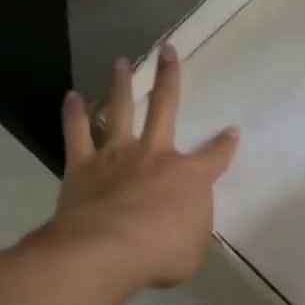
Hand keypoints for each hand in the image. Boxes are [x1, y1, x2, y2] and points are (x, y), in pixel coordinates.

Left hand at [52, 46, 239, 290]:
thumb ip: (191, 230)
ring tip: (121, 62)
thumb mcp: (193, 250)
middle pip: (165, 107)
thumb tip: (188, 223)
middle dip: (168, 77)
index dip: (226, 144)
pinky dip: (74, 114)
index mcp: (189, 176)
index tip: (232, 131)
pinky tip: (71, 96)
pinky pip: (78, 133)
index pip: (215, 156)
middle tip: (167, 51)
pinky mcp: (83, 165)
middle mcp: (155, 154)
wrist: (110, 249)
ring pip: (120, 110)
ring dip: (121, 84)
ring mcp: (117, 155)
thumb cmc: (162, 253)